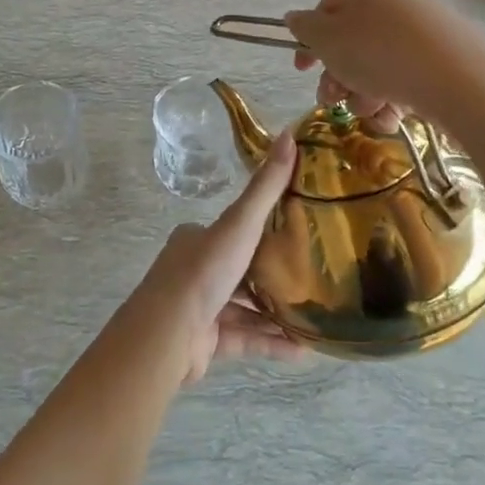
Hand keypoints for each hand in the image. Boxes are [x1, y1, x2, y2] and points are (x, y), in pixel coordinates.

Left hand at [133, 130, 303, 384]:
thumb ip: (266, 186)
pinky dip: (271, 343)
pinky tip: (303, 350)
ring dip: (277, 313)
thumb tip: (291, 135)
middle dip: (273, 274)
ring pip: (245, 308)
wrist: (168, 332)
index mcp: (197, 239)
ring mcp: (200, 308)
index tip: (297, 232)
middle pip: (241, 269)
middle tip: (312, 276)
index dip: (262, 230)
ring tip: (315, 316)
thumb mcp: (240, 222)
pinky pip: (246, 339)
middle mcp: (195, 270)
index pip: (234, 229)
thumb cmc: (205, 270)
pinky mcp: (207, 342)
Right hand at [283, 0, 484, 127]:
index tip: (304, 71)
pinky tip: (395, 112)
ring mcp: (422, 21)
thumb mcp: (327, 41)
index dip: (311, 43)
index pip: (325, 9)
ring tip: (372, 108)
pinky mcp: (443, 49)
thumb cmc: (378, 52)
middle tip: (335, 99)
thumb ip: (304, 28)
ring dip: (363, 90)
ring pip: (376, 60)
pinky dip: (394, 93)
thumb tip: (295, 18)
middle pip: (351, 39)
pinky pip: (405, 70)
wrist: (457, 77)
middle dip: (339, 75)